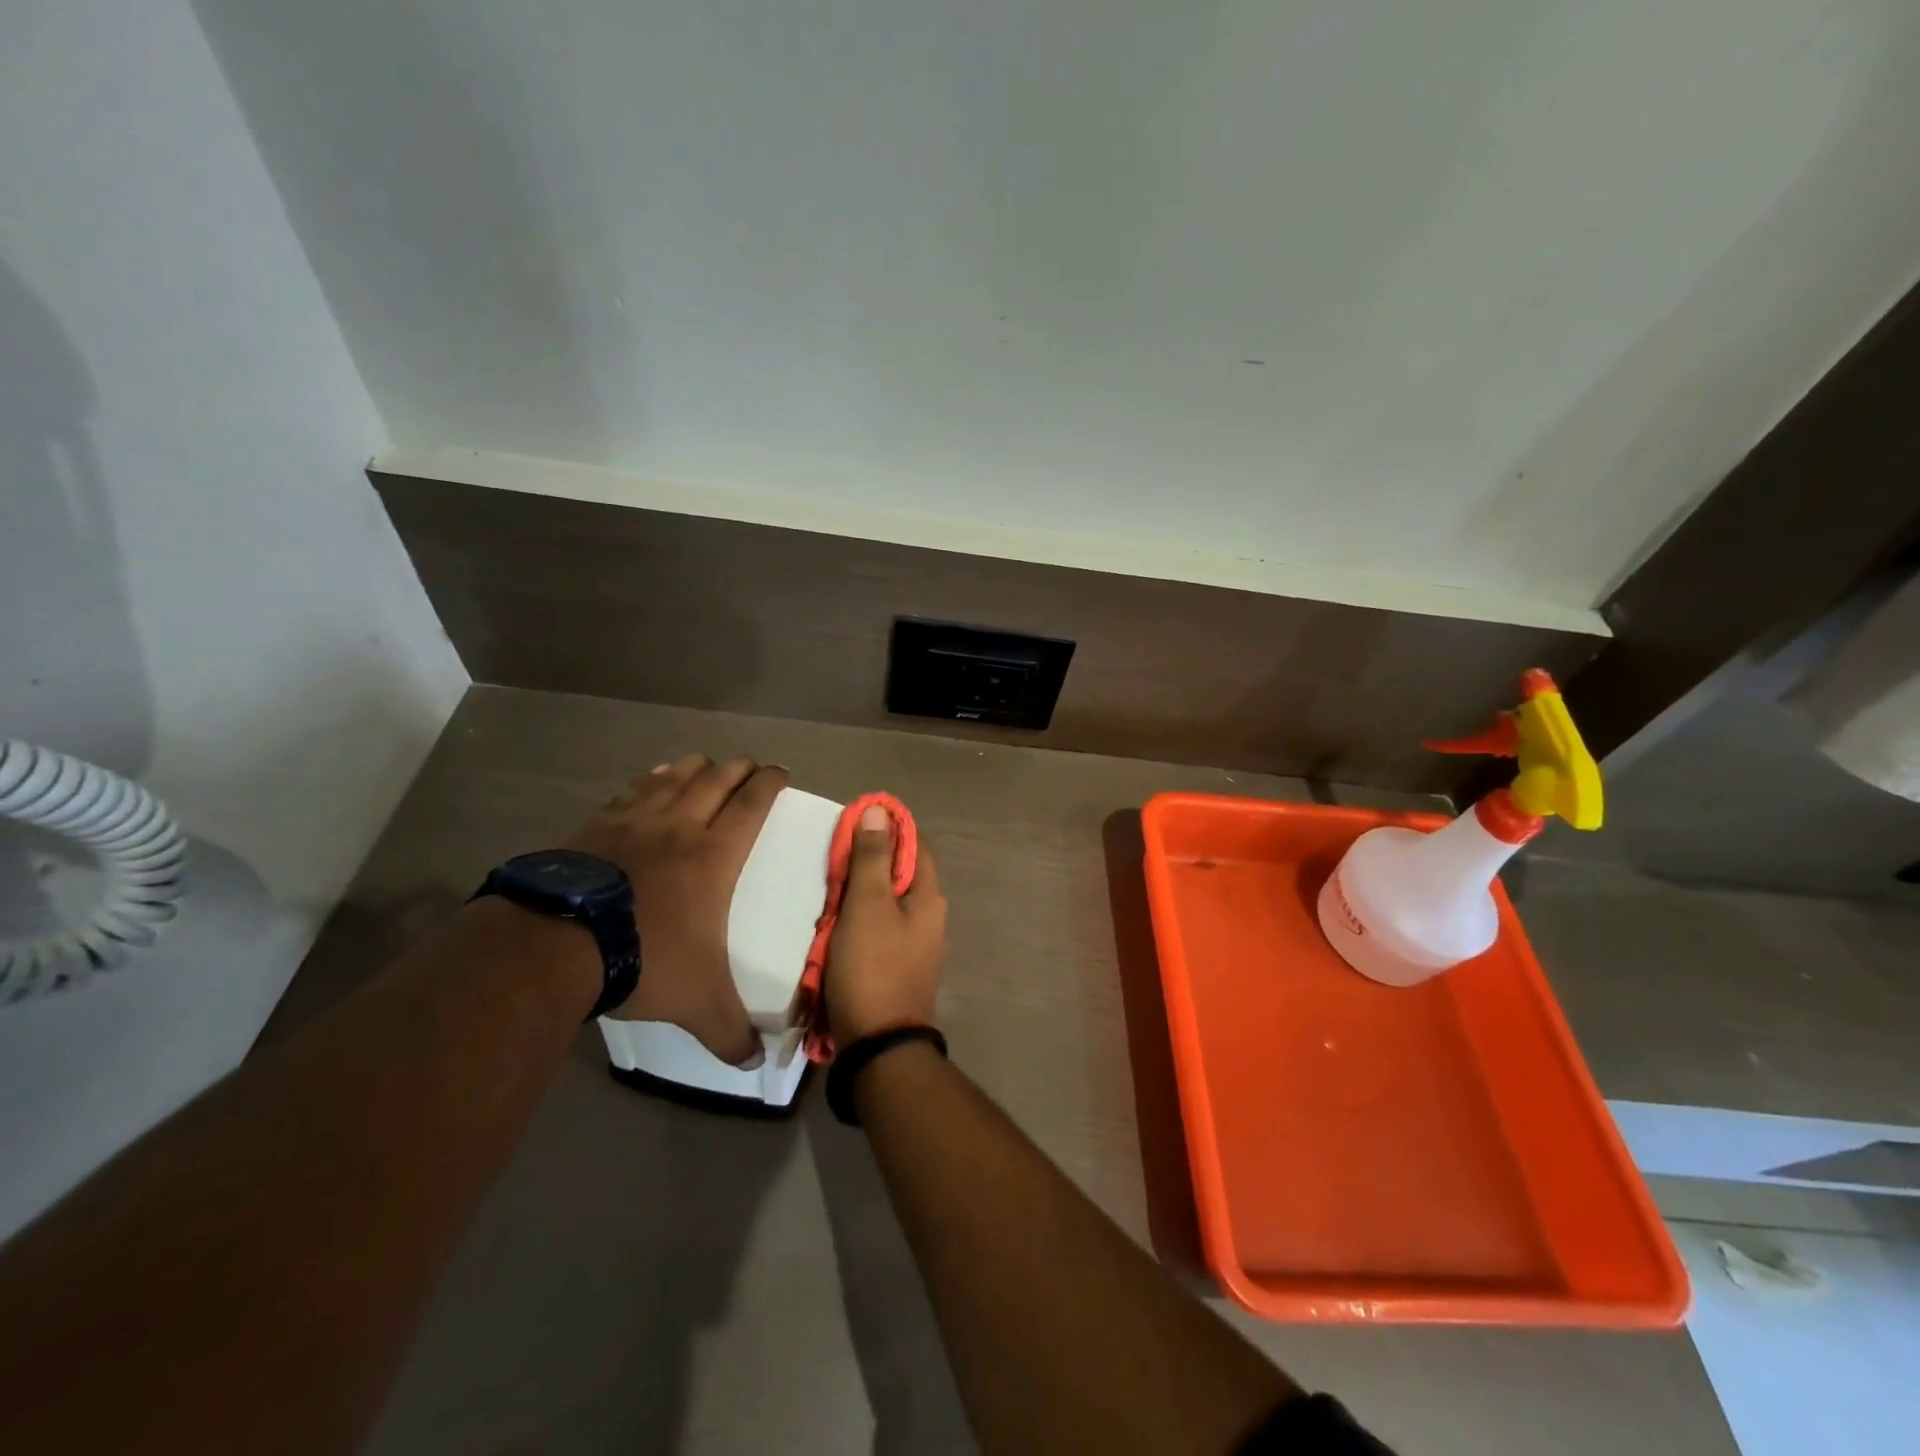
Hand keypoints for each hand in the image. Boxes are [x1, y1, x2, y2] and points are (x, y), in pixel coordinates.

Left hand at [561, 754, 786, 1064]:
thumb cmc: (644, 959)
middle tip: (749, 767)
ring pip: (674, 776)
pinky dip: (649, 780)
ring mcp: (633, 822)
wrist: (556, 945)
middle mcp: (679, 826)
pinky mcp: (594, 826)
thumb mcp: (697, 1002)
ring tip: (704, 764)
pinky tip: (651, 780)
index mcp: (714, 855)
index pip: (752, 804)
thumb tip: (754, 1064)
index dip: (769, 782)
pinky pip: (631, 791)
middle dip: (738, 768)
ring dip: (695, 766)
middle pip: (716, 779)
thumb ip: (729, 1032)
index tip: (781, 771)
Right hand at [825, 805, 946, 1045]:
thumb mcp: (868, 905)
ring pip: (884, 902)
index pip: (914, 843)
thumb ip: (872, 857)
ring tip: (827, 893)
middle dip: (866, 862)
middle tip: (832, 861)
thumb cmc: (872, 967)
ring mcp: (914, 944)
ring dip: (857, 894)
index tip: (854, 819)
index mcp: (929, 896)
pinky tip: (833, 927)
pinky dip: (855, 921)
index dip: (887, 826)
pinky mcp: (896, 965)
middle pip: (898, 872)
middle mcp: (929, 916)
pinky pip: (876, 929)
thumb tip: (880, 810)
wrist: (878, 1045)